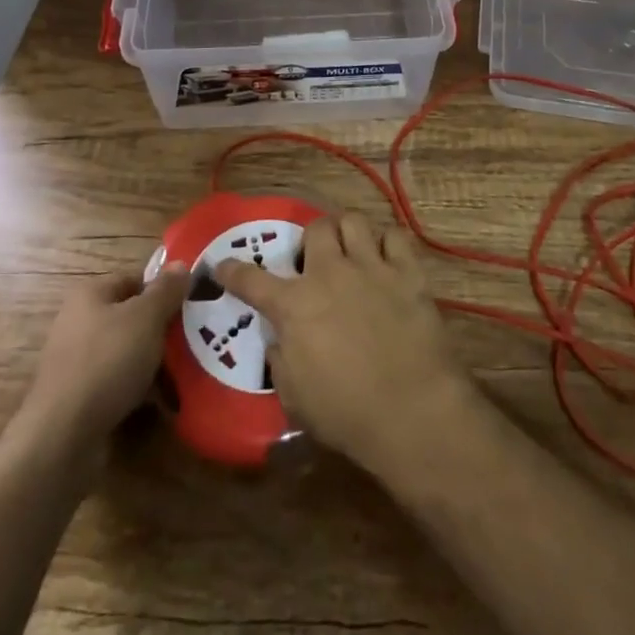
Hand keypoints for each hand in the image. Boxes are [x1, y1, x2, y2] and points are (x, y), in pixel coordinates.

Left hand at [17, 264, 189, 445]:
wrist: (62, 437)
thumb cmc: (107, 362)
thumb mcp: (146, 317)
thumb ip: (166, 290)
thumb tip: (181, 264)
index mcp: (90, 295)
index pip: (134, 280)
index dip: (163, 289)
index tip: (191, 305)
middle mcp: (79, 324)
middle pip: (131, 318)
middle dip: (162, 329)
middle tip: (195, 338)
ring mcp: (77, 364)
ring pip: (127, 354)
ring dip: (154, 363)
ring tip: (187, 372)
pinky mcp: (80, 400)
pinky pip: (118, 385)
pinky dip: (140, 391)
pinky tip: (164, 402)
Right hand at [217, 212, 478, 475]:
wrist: (411, 411)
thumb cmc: (346, 413)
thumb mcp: (294, 397)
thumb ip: (280, 359)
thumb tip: (279, 338)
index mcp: (295, 305)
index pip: (252, 280)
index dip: (233, 271)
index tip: (222, 265)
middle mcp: (330, 273)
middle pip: (315, 228)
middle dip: (311, 239)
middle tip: (314, 260)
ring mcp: (371, 267)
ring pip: (353, 220)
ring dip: (348, 232)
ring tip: (351, 251)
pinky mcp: (407, 271)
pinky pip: (395, 236)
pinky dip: (388, 244)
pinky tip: (387, 260)